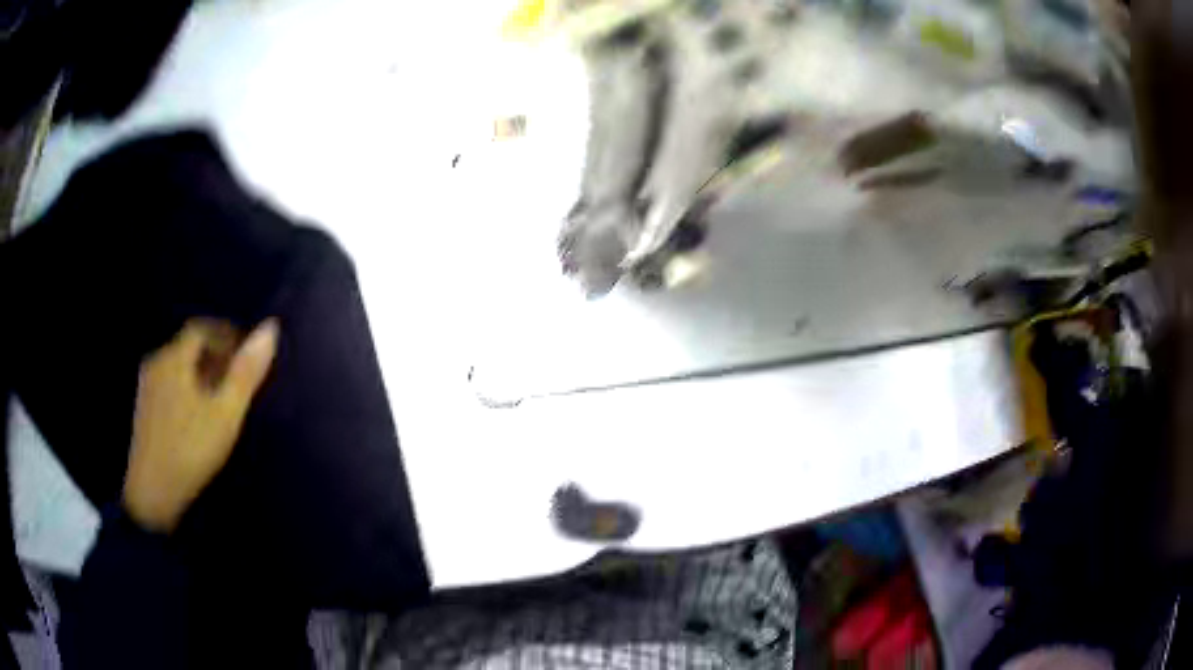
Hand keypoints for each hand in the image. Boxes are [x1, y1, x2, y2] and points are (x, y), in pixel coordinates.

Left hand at [123, 319, 278, 533]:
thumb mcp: (225, 414)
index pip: (201, 329)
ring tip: (222, 401)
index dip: (226, 336)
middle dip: (215, 357)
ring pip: (178, 367)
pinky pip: (170, 385)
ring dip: (201, 375)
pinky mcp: (144, 410)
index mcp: (174, 359)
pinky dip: (188, 389)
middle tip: (238, 382)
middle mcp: (156, 364)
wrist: (152, 493)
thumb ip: (246, 373)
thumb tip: (271, 328)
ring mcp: (147, 388)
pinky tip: (199, 418)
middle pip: (188, 347)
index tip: (246, 357)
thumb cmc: (191, 450)